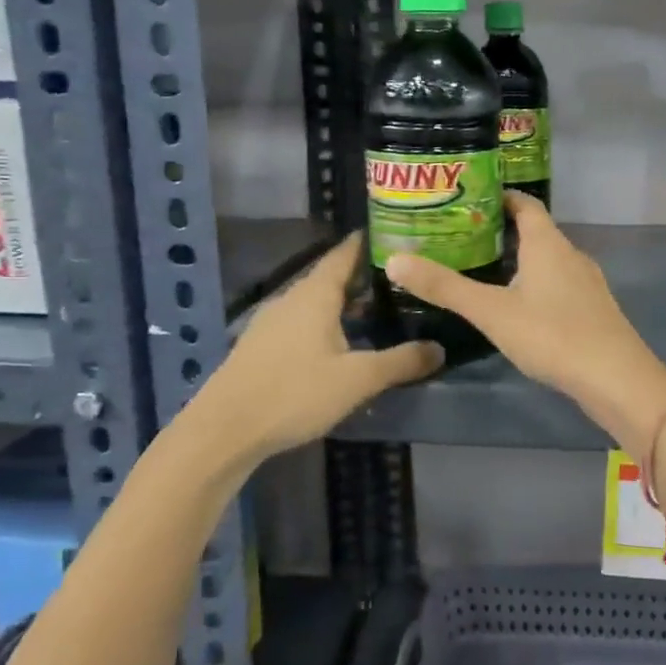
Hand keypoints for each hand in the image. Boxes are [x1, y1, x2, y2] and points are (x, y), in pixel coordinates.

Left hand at [190, 234, 440, 464]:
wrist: (225, 429)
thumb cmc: (295, 393)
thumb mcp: (358, 379)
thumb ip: (401, 362)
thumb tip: (440, 348)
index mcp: (315, 294)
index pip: (345, 253)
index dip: (370, 242)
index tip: (399, 235)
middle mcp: (292, 298)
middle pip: (332, 277)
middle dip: (364, 276)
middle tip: (402, 279)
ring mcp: (272, 322)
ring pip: (316, 302)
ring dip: (345, 303)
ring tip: (379, 311)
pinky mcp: (262, 346)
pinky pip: (302, 322)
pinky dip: (327, 323)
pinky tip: (342, 344)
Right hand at [385, 193, 665, 455]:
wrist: (616, 379)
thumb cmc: (553, 335)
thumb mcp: (491, 311)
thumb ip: (444, 287)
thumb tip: (394, 259)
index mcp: (548, 243)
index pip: (524, 204)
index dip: (499, 197)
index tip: (468, 198)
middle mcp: (570, 255)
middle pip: (535, 231)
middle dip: (501, 231)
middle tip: (462, 237)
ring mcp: (586, 283)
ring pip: (547, 261)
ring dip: (518, 260)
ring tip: (482, 270)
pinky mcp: (592, 310)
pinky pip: (557, 285)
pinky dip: (534, 285)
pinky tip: (516, 308)